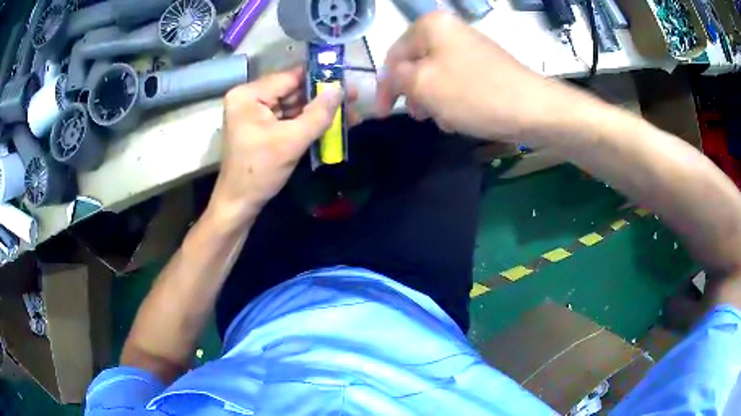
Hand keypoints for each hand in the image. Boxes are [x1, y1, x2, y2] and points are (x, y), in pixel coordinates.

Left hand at [210, 67, 342, 224]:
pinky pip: (289, 119)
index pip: (289, 77)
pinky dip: (308, 123)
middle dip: (322, 97)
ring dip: (319, 111)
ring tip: (350, 113)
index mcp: (248, 95)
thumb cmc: (259, 172)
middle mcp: (250, 98)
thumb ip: (318, 114)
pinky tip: (331, 124)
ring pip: (293, 105)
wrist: (239, 204)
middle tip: (353, 99)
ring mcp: (255, 113)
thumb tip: (340, 89)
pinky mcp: (262, 127)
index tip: (347, 78)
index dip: (319, 77)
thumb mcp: (291, 142)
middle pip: (292, 91)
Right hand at [377, 12, 567, 140]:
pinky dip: (453, 100)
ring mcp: (470, 48)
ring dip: (435, 100)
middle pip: (417, 64)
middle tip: (419, 116)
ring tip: (444, 120)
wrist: (532, 108)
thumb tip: (395, 77)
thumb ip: (398, 78)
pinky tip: (460, 118)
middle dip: (414, 93)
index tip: (384, 114)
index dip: (385, 86)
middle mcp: (450, 30)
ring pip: (437, 76)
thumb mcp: (423, 85)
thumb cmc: (473, 93)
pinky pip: (458, 81)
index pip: (394, 55)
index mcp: (431, 26)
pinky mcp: (486, 66)